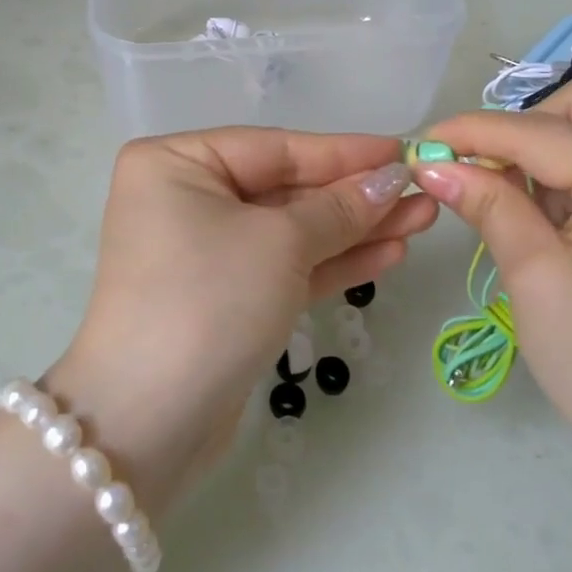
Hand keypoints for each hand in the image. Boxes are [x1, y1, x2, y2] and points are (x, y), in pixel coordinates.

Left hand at [46, 130, 436, 509]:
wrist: (149, 423)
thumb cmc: (209, 300)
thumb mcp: (280, 243)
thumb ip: (339, 209)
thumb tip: (391, 178)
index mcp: (177, 164)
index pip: (276, 148)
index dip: (345, 152)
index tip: (404, 151)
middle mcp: (186, 199)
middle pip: (286, 189)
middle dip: (356, 195)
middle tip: (422, 192)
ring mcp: (205, 252)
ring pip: (292, 232)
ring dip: (355, 229)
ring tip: (422, 220)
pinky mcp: (225, 298)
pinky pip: (285, 268)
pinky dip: (333, 263)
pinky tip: (388, 254)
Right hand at [413, 78, 571, 480]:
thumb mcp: (537, 282)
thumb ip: (489, 207)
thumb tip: (433, 165)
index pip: (539, 132)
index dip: (473, 132)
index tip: (421, 145)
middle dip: (523, 128)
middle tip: (483, 176)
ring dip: (551, 148)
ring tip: (519, 206)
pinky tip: (557, 217)